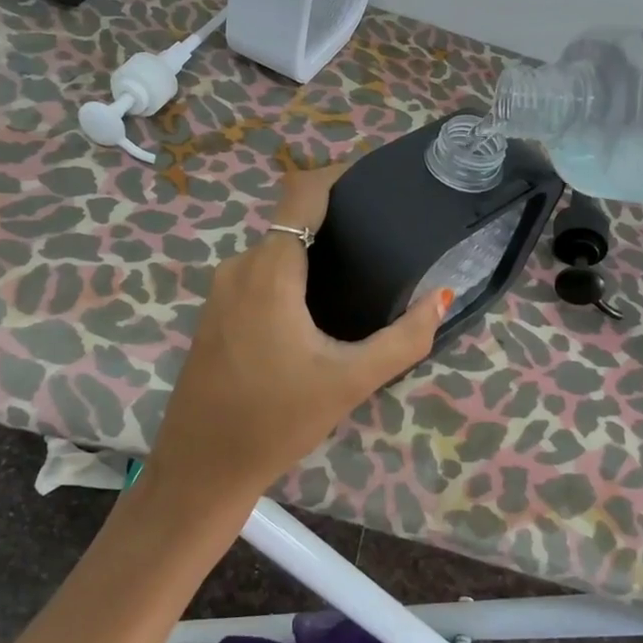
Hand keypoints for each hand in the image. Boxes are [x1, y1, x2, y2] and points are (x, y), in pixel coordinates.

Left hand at [145, 162, 451, 504]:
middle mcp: (240, 266)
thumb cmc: (276, 420)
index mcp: (269, 270)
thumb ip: (404, 338)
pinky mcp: (216, 312)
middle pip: (292, 219)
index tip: (378, 180)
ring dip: (314, 250)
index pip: (302, 192)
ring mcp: (221, 289)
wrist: (200, 468)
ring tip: (361, 269)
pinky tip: (322, 303)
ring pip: (276, 249)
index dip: (338, 174)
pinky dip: (292, 272)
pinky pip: (261, 272)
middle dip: (336, 219)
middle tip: (384, 236)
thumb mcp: (351, 381)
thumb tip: (442, 297)